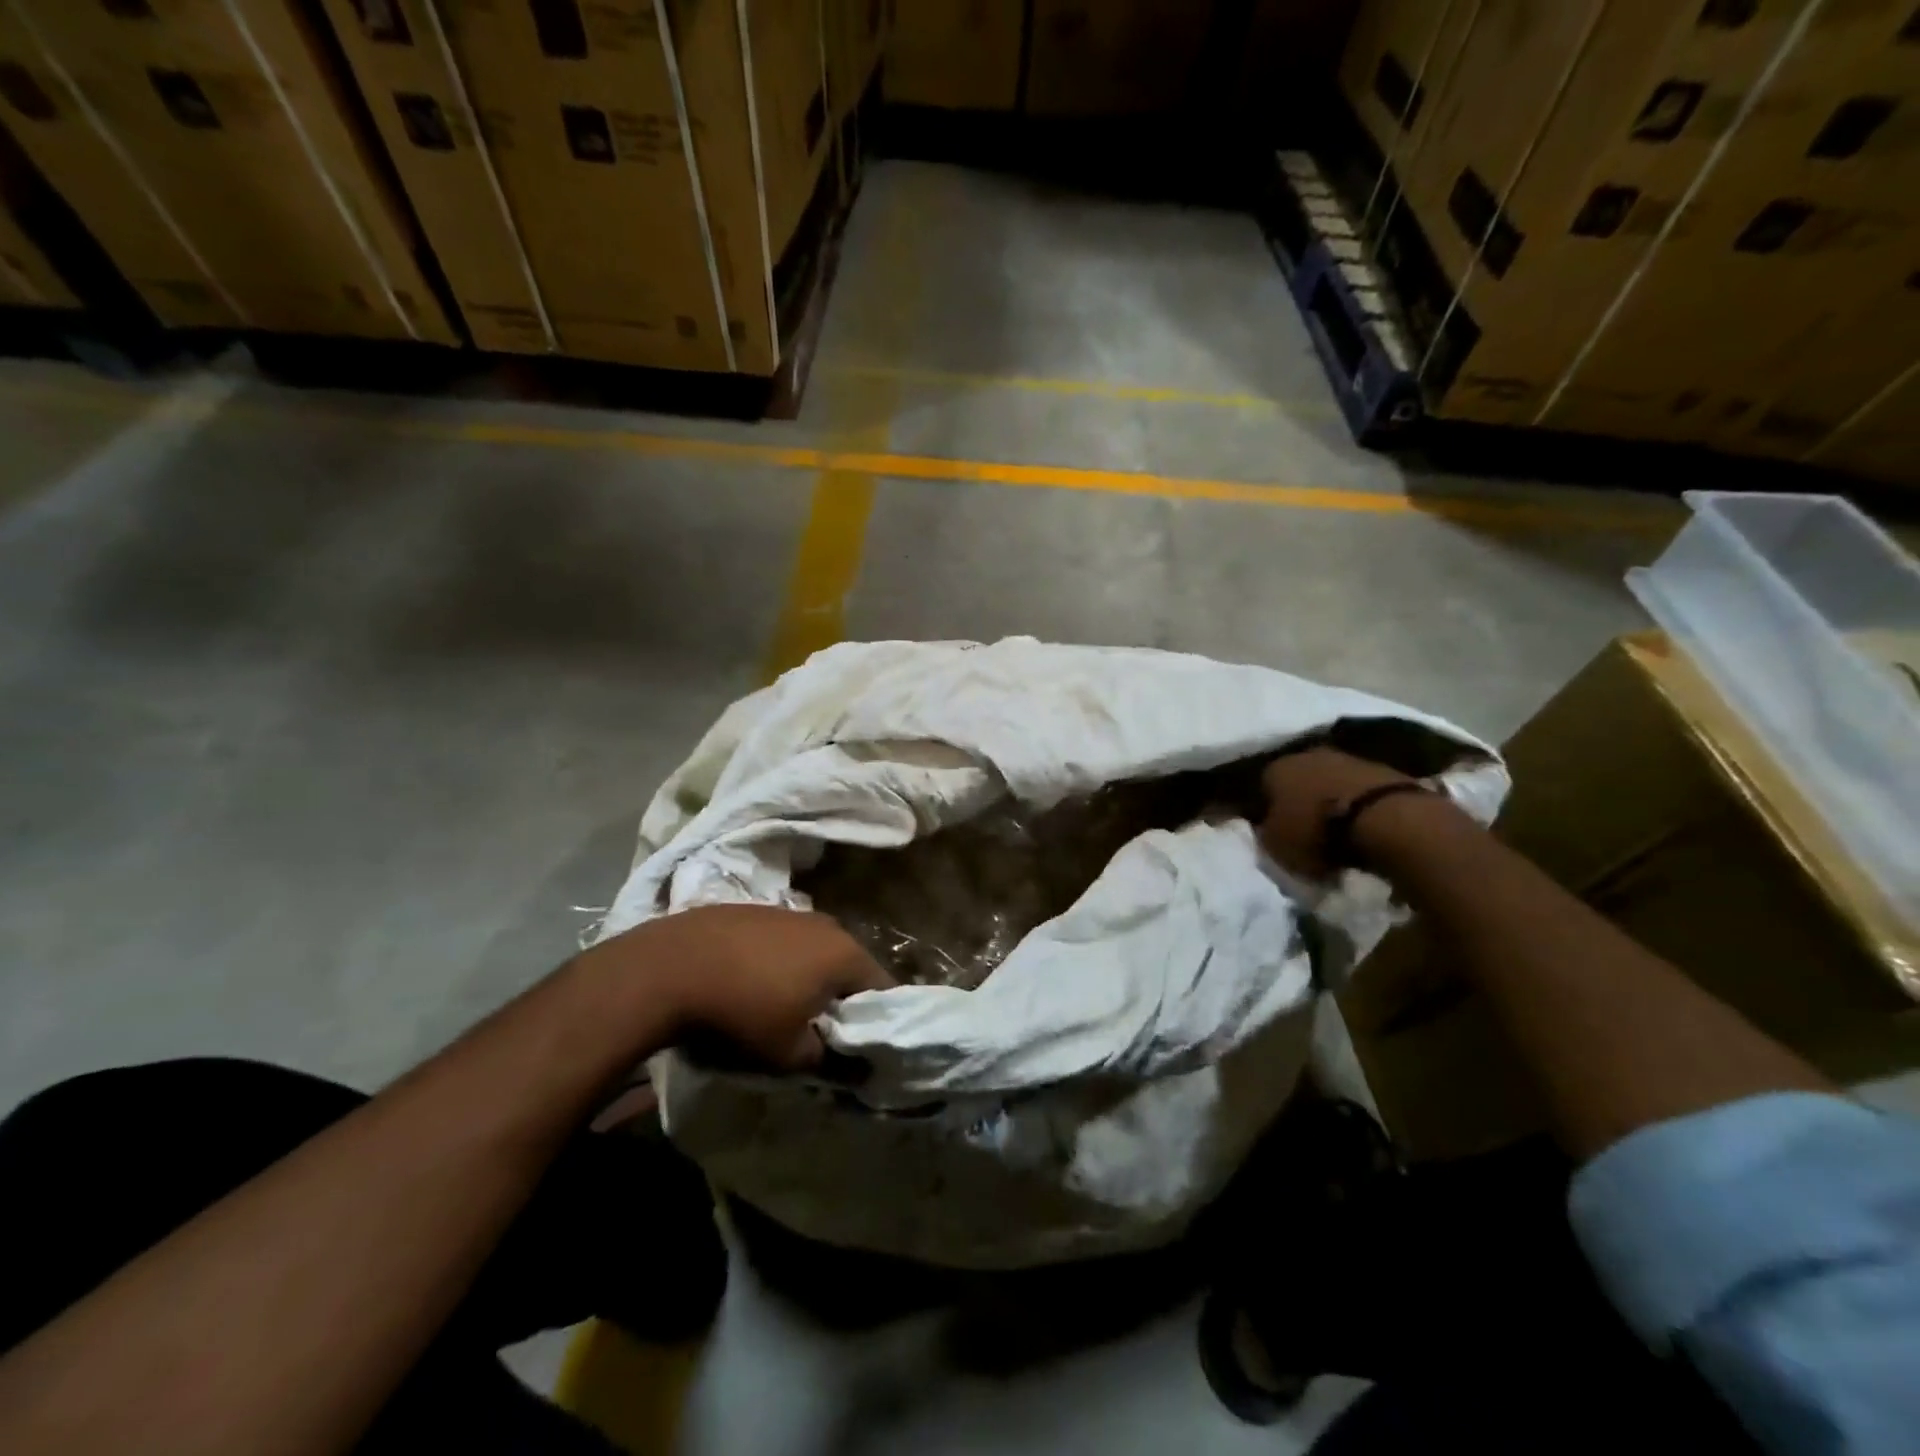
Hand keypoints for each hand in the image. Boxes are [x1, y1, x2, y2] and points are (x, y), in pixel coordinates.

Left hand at [585, 905, 892, 1069]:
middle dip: (842, 997)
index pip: (883, 988)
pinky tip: (750, 984)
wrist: (668, 968)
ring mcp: (788, 912)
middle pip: (849, 965)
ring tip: (784, 1007)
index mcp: (845, 953)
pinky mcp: (754, 909)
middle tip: (823, 1031)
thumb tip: (855, 1069)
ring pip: (814, 950)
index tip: (862, 1045)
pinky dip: (777, 962)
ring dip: (809, 977)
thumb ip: (830, 1061)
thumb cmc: (742, 1012)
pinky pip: (782, 940)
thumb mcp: (790, 1054)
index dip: (877, 1020)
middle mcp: (825, 924)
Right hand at [1258, 747, 1415, 879]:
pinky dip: (1357, 802)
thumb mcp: (1276, 844)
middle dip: (1300, 798)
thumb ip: (1266, 832)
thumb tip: (1268, 826)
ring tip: (1337, 827)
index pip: (1263, 786)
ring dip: (1330, 798)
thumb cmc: (1317, 831)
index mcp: (1275, 769)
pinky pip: (1359, 787)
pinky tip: (1362, 822)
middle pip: (1298, 778)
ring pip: (1329, 779)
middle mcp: (1307, 755)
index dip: (1267, 808)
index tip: (1275, 828)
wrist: (1383, 817)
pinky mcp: (1382, 768)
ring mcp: (1347, 758)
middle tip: (1306, 826)